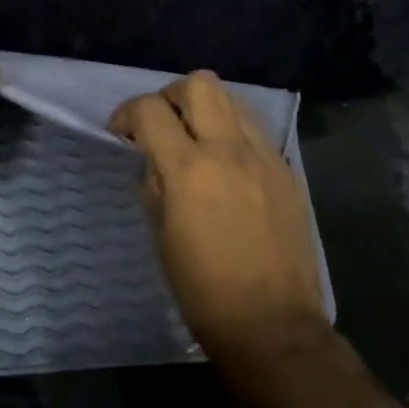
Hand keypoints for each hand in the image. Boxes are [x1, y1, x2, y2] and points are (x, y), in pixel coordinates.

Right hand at [109, 71, 324, 351]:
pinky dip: (233, 132)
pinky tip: (226, 165)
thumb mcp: (161, 235)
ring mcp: (265, 157)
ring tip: (194, 140)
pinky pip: (256, 130)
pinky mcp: (288, 171)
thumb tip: (154, 162)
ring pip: (233, 99)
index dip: (126, 114)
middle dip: (170, 96)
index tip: (120, 134)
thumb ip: (154, 185)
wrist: (271, 324)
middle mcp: (230, 150)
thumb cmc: (201, 289)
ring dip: (205, 109)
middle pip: (199, 83)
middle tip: (160, 125)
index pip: (149, 110)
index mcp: (189, 169)